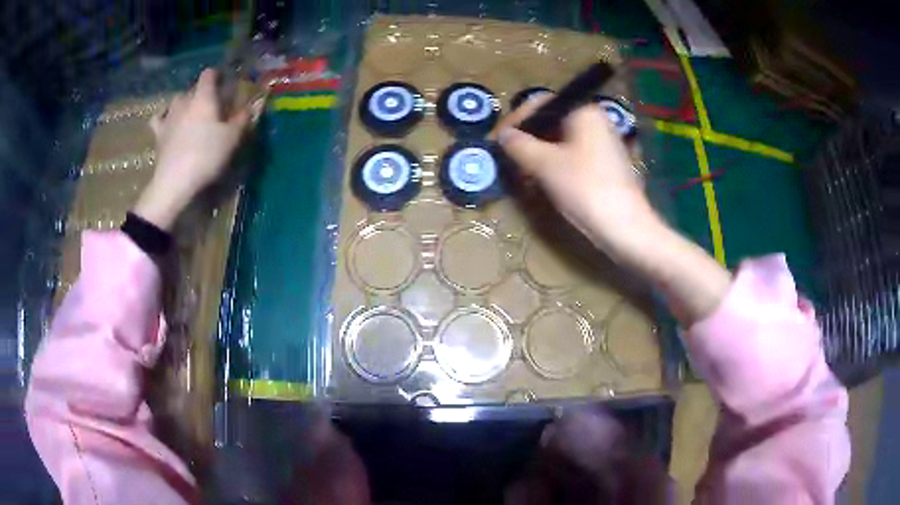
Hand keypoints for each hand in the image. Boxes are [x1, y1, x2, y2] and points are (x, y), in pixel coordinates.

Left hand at [133, 68, 256, 229]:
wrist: (175, 182)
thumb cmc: (206, 156)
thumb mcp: (232, 138)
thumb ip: (242, 119)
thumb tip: (251, 106)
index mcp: (204, 97)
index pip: (209, 74)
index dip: (218, 76)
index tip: (225, 83)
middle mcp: (185, 101)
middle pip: (193, 88)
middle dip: (202, 93)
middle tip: (212, 106)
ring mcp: (168, 116)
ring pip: (177, 100)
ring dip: (184, 103)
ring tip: (191, 115)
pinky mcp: (158, 133)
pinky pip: (159, 118)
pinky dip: (164, 117)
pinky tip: (168, 123)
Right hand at [492, 94, 730, 324]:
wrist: (625, 227)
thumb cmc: (585, 188)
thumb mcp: (545, 164)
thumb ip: (519, 145)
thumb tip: (503, 136)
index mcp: (583, 111)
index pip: (541, 103)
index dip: (515, 120)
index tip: (497, 139)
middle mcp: (595, 121)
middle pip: (551, 122)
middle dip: (527, 139)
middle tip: (508, 158)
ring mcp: (602, 144)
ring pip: (560, 141)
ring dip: (538, 154)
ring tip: (522, 173)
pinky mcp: (605, 165)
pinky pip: (572, 156)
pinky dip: (554, 165)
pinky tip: (543, 182)